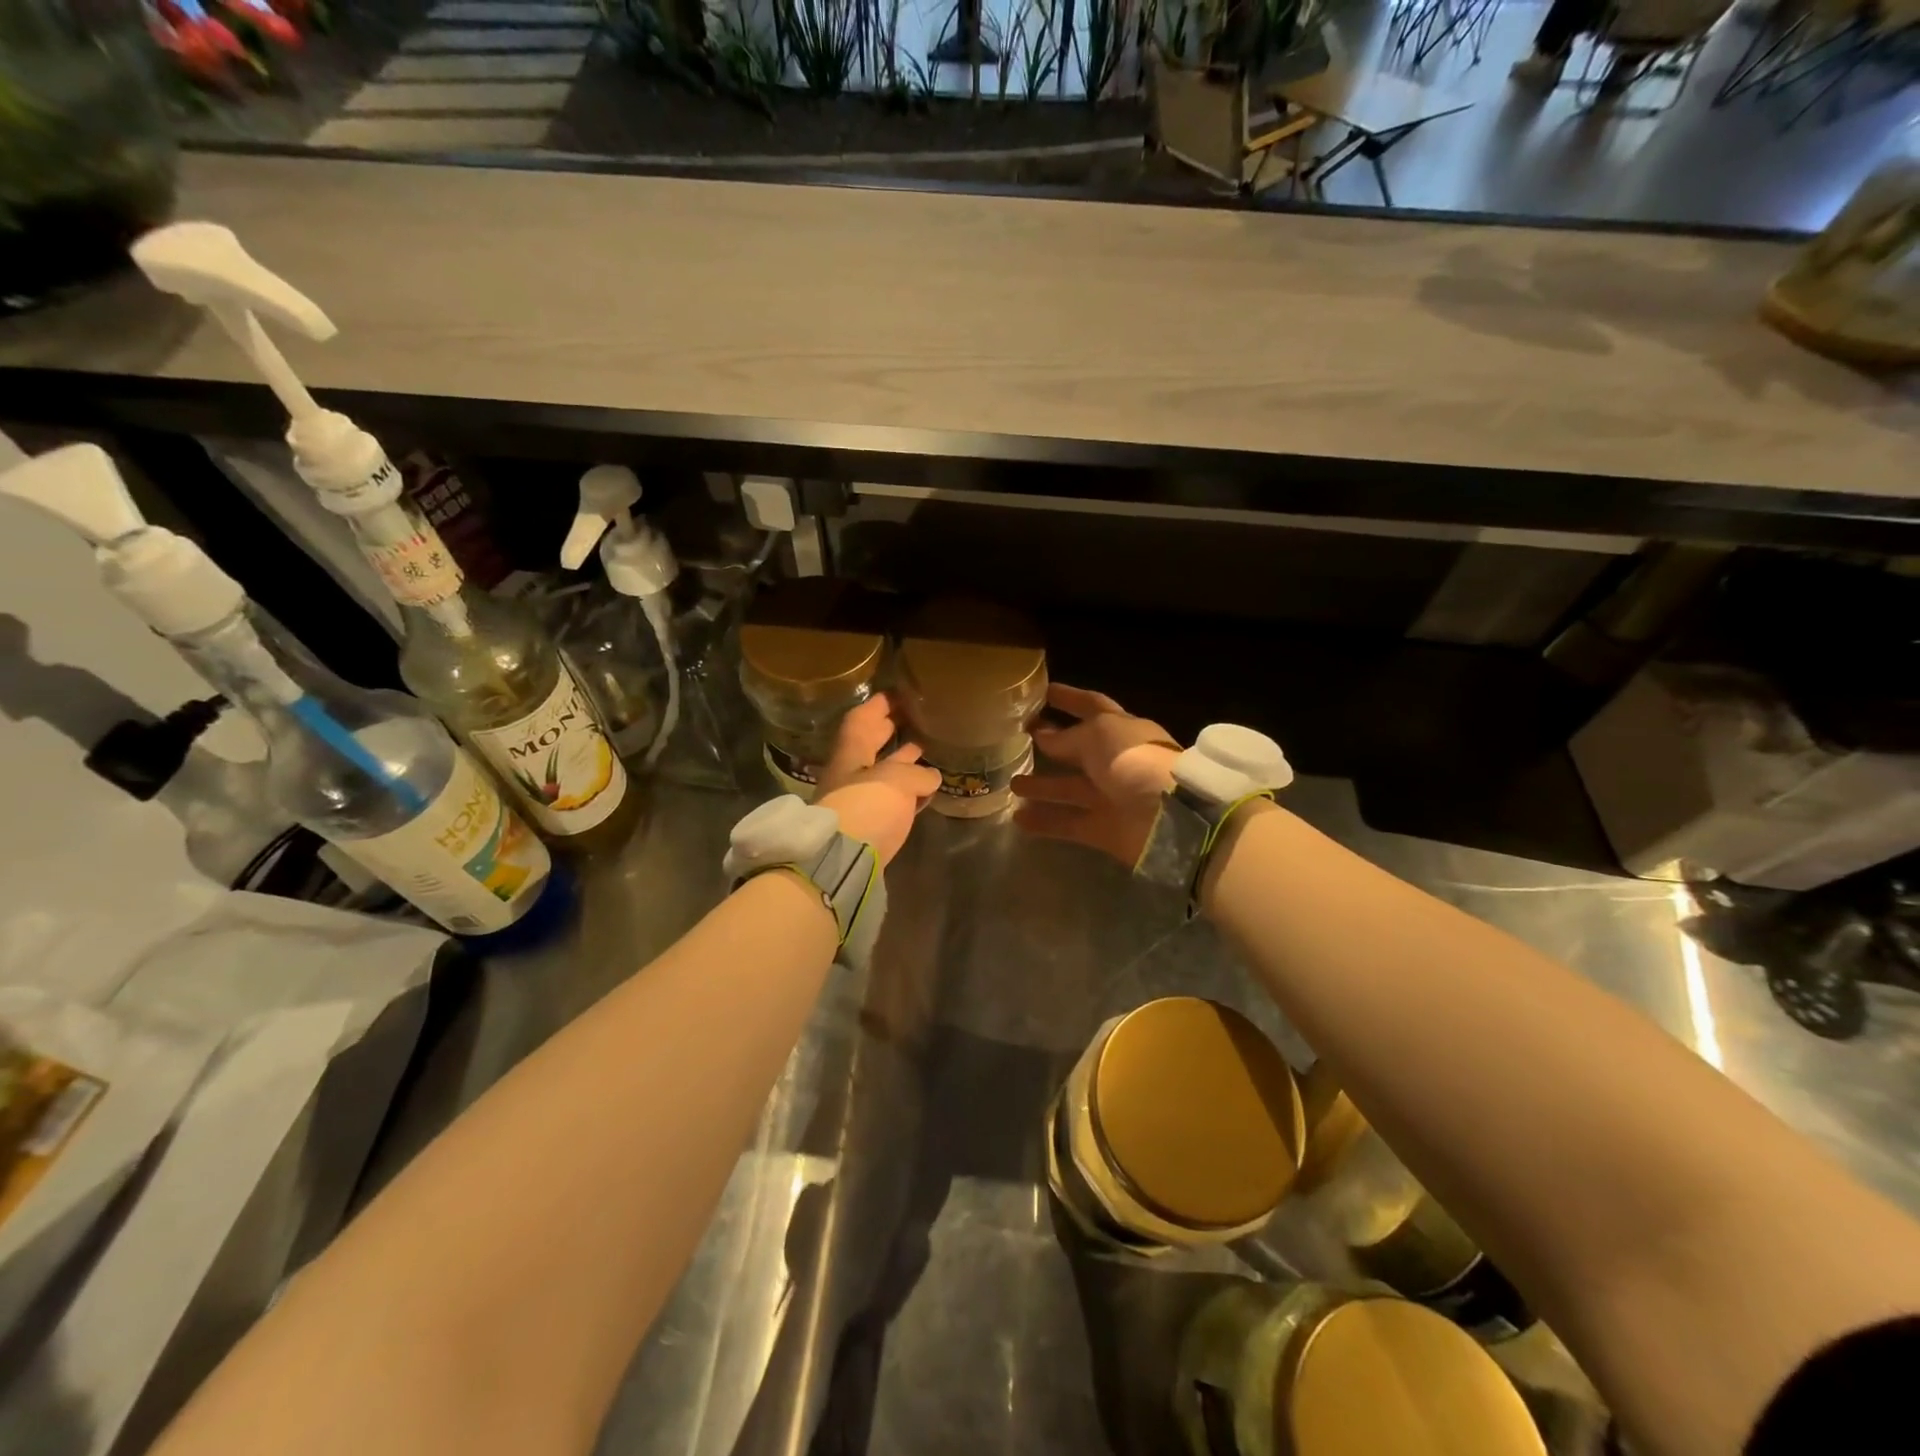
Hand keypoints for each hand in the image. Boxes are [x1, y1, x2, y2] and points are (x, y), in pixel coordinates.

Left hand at [816, 695, 939, 866]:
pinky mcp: (869, 828)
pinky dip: (905, 792)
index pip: (860, 721)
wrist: (842, 863)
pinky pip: (889, 801)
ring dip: (899, 762)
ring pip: (880, 775)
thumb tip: (931, 775)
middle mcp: (849, 775)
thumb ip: (917, 772)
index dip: (877, 706)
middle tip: (911, 718)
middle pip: (868, 747)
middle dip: (887, 731)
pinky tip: (923, 790)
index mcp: (850, 755)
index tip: (896, 695)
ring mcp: (857, 802)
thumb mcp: (897, 780)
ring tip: (923, 750)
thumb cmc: (866, 807)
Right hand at [1011, 684, 1180, 866]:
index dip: (1068, 698)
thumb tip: (1043, 735)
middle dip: (1050, 743)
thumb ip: (1067, 737)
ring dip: (1041, 785)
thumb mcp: (1098, 736)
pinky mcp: (1104, 829)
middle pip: (1077, 749)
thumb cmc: (1135, 761)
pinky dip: (1045, 821)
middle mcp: (1116, 761)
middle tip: (1018, 739)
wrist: (1169, 817)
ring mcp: (1111, 796)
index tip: (1042, 691)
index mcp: (1122, 730)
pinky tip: (1018, 817)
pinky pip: (1069, 823)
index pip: (1091, 706)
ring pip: (1069, 788)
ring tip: (1011, 782)